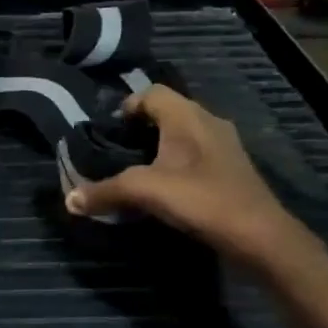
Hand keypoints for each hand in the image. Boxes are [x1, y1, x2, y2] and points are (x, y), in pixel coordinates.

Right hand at [64, 87, 307, 267]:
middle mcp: (208, 121)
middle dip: (140, 129)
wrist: (259, 235)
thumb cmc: (201, 199)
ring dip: (160, 147)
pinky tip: (167, 189)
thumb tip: (69, 200)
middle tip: (117, 152)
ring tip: (138, 171)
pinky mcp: (232, 169)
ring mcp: (224, 145)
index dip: (126, 107)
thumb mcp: (144, 192)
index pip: (151, 93)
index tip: (108, 132)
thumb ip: (104, 192)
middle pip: (167, 112)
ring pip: (184, 134)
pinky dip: (178, 164)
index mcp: (187, 116)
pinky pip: (197, 154)